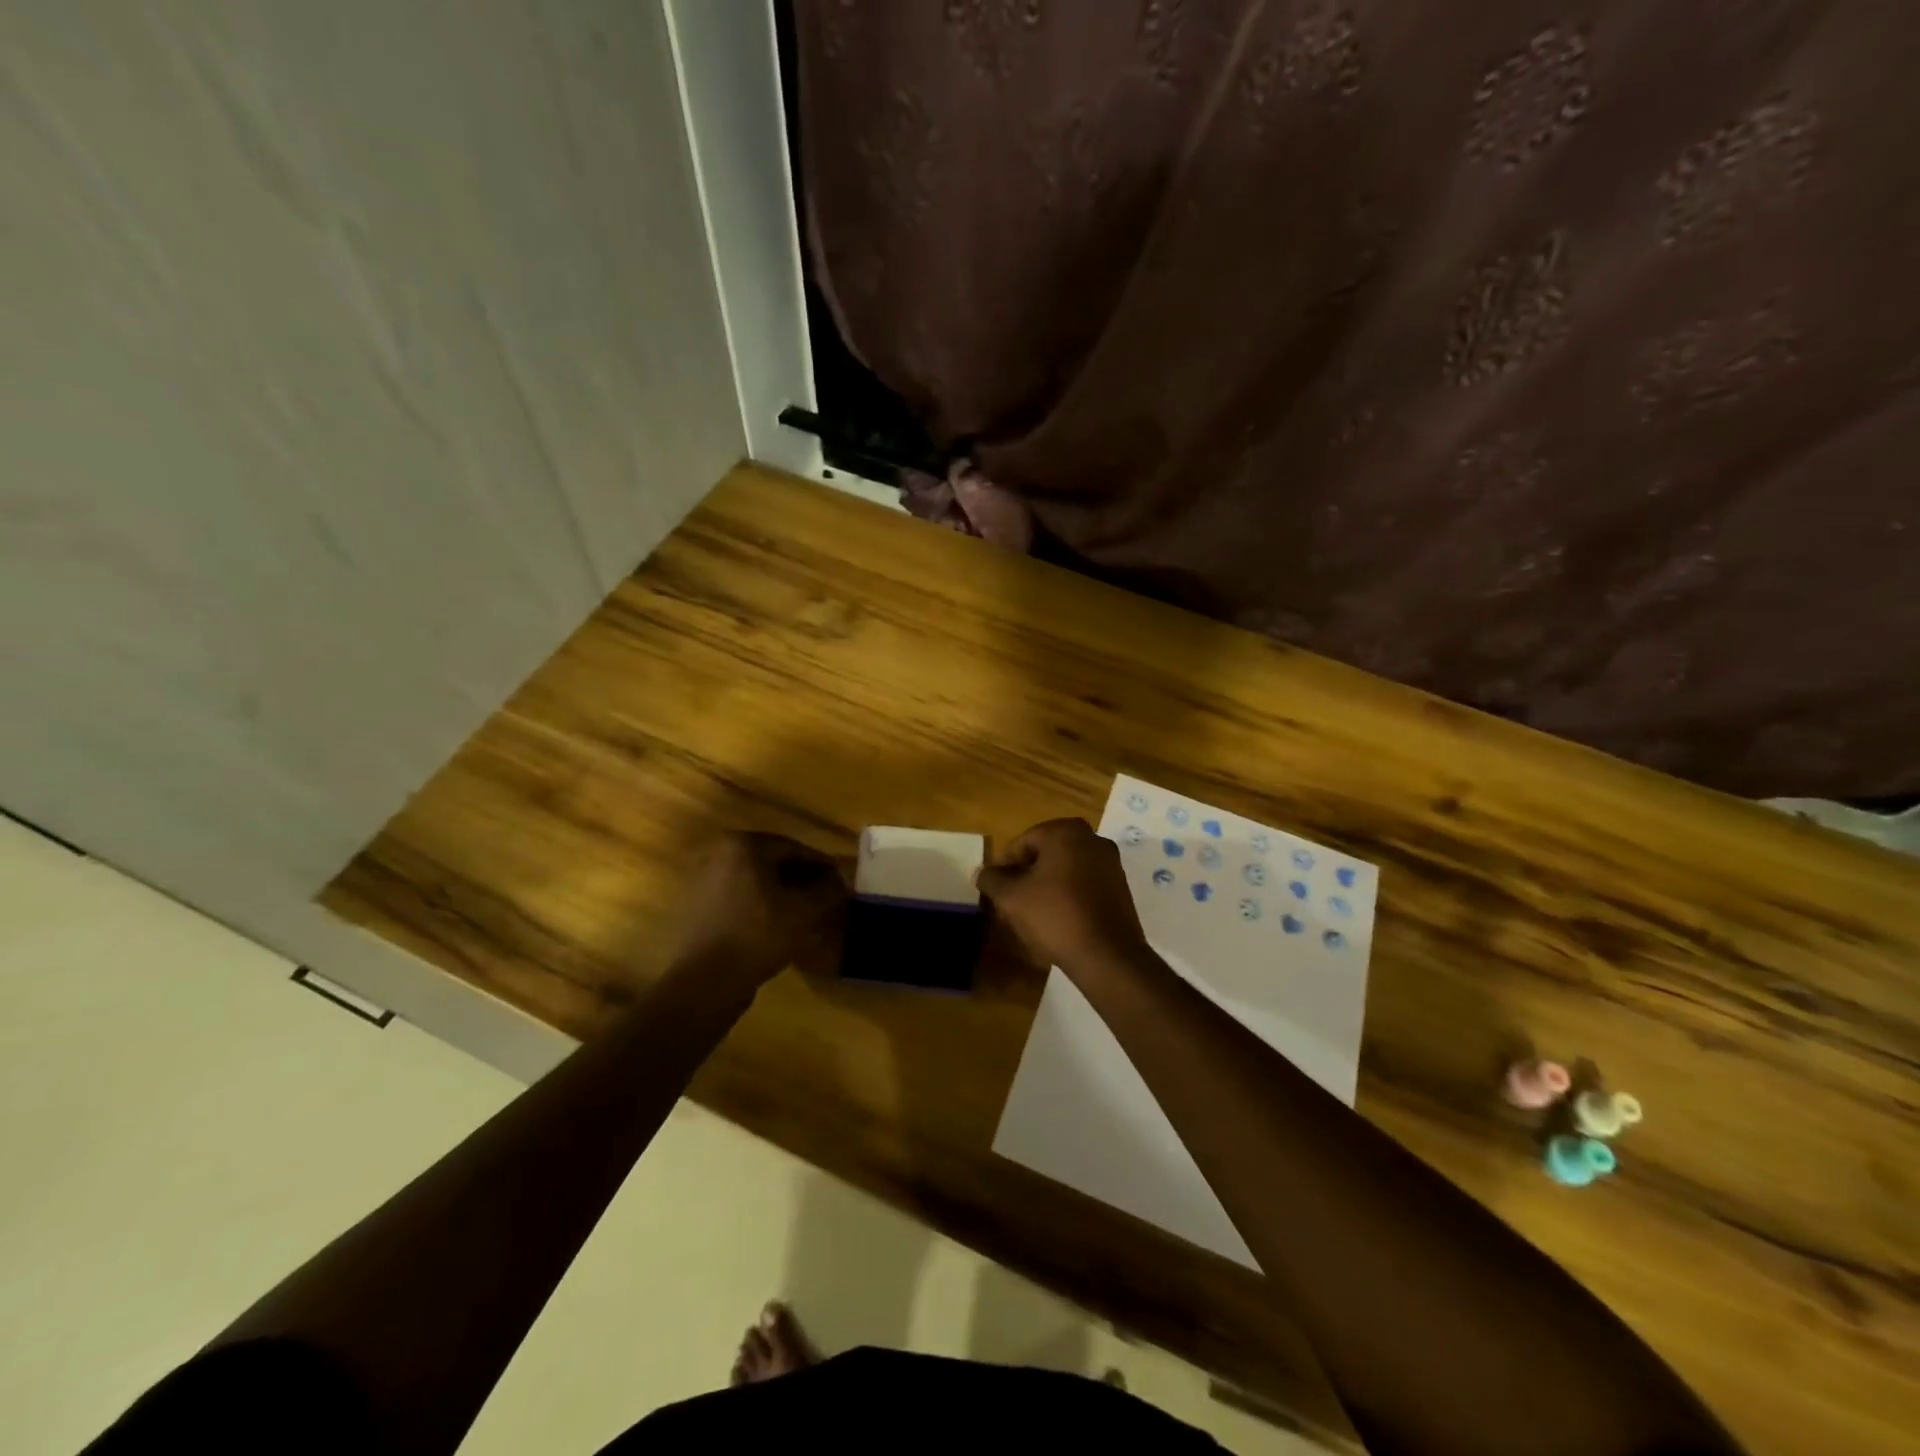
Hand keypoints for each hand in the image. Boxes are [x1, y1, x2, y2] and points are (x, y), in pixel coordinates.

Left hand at [672, 832, 847, 992]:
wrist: (703, 982)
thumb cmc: (757, 936)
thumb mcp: (802, 912)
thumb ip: (827, 891)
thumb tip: (840, 881)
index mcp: (744, 846)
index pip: (795, 849)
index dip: (823, 866)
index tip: (841, 882)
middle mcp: (720, 854)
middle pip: (774, 863)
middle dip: (803, 880)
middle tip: (827, 898)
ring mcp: (705, 880)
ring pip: (758, 882)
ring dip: (784, 894)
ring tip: (807, 915)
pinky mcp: (699, 907)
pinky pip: (741, 899)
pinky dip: (763, 907)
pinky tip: (780, 927)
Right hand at [975, 818, 1150, 976]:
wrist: (1107, 955)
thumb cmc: (1055, 916)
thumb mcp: (1011, 898)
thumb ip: (992, 879)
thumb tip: (982, 873)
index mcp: (1066, 832)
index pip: (1023, 842)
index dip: (1005, 865)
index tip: (996, 889)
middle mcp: (1092, 839)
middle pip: (1047, 854)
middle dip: (1027, 875)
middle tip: (1012, 900)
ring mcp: (1111, 863)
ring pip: (1067, 869)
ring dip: (1047, 885)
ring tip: (1033, 913)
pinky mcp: (1121, 888)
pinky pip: (1085, 884)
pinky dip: (1069, 895)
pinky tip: (1059, 920)